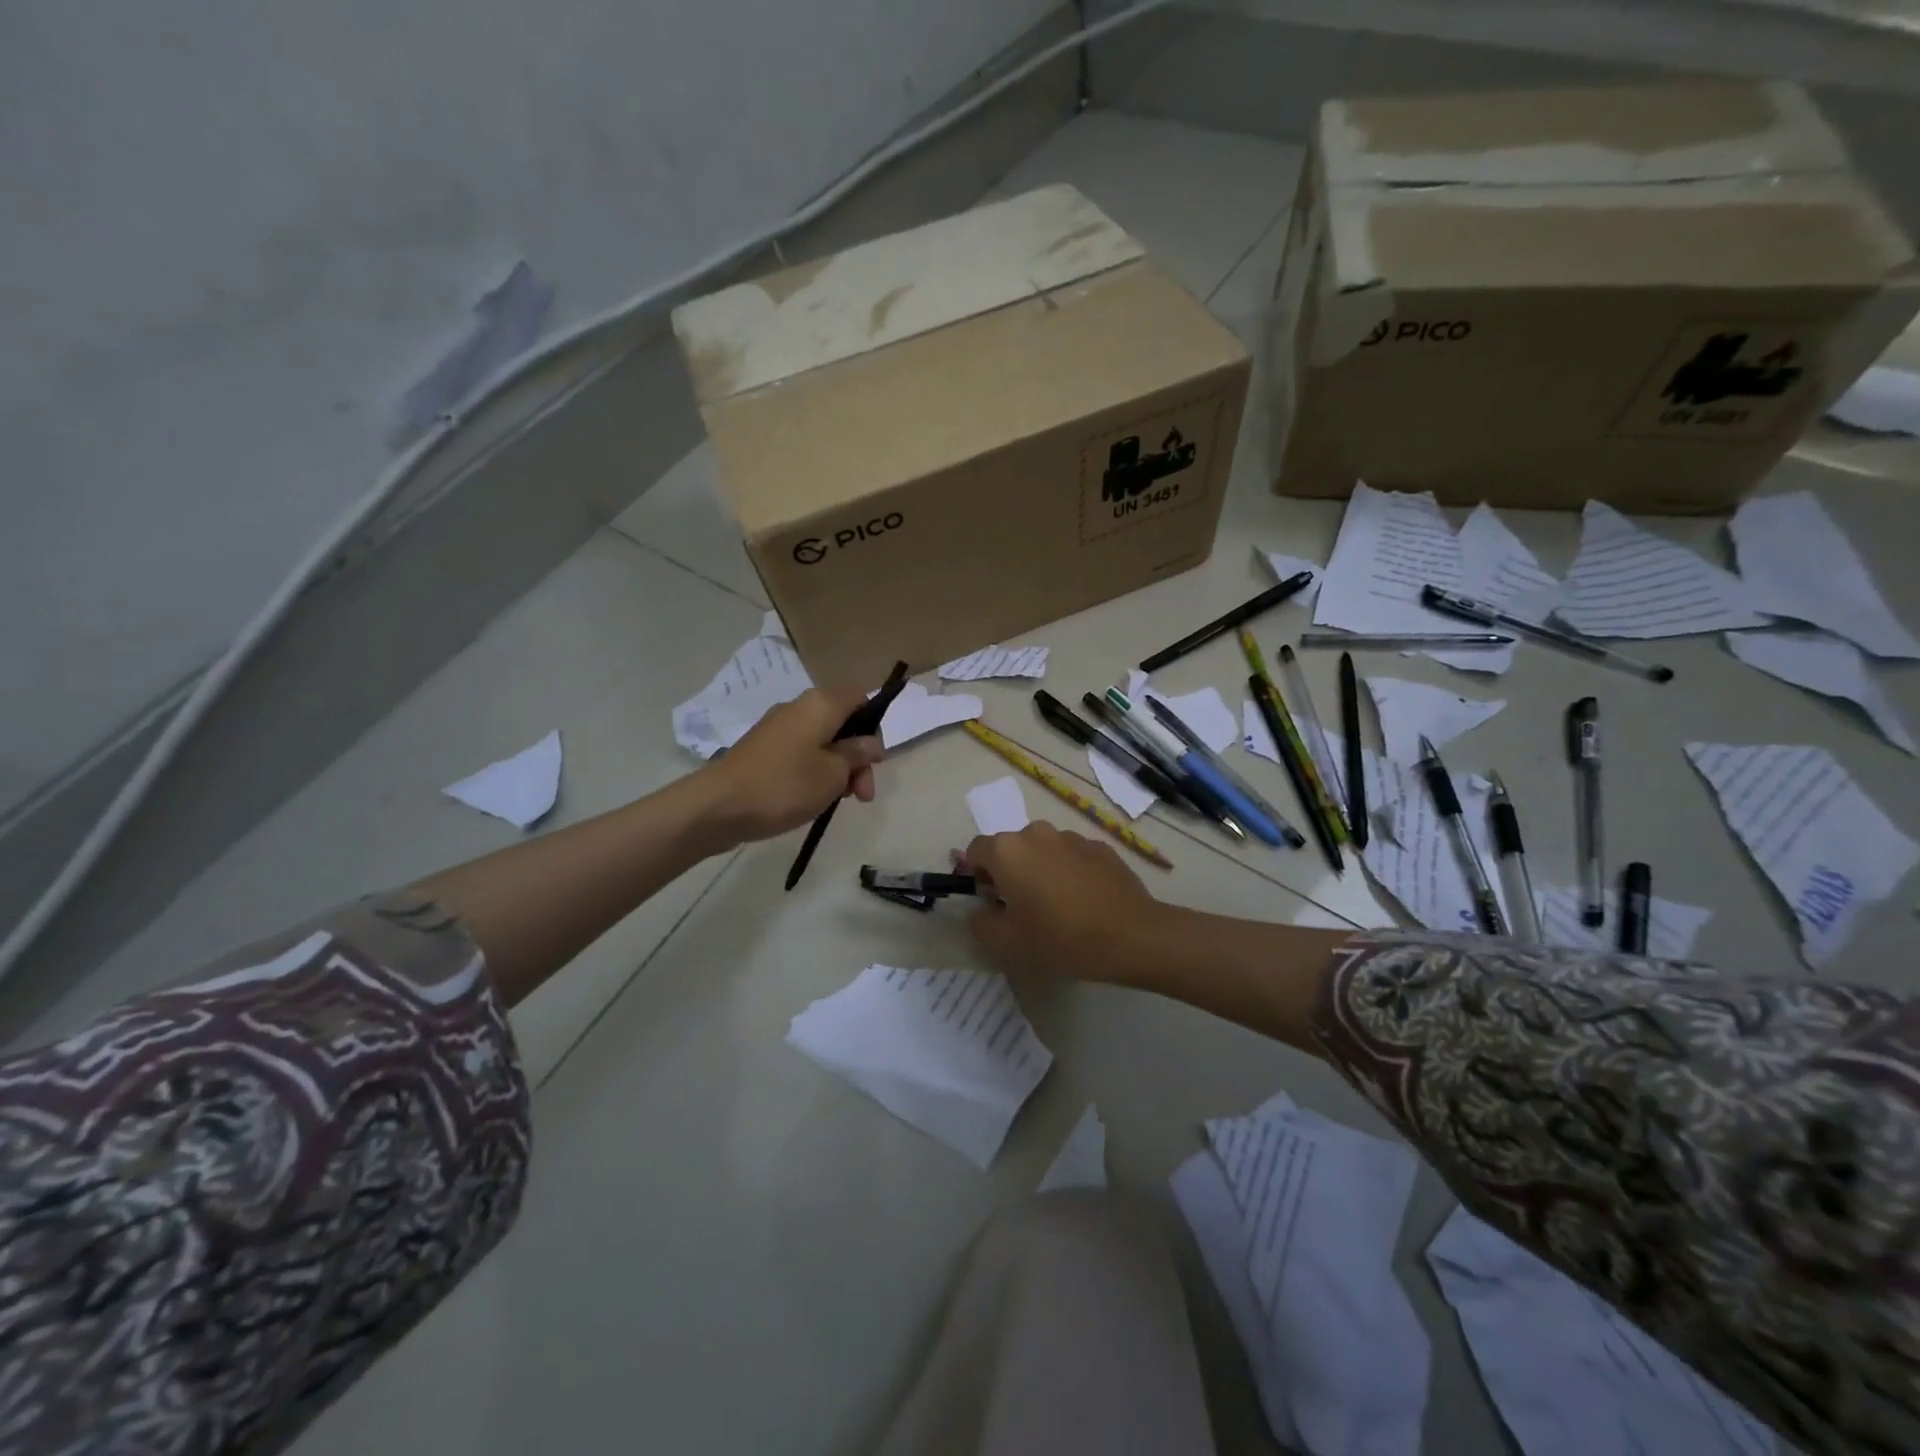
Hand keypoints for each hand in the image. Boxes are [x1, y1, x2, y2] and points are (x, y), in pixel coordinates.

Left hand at [703, 689, 884, 844]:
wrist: (719, 806)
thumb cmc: (785, 785)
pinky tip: (813, 798)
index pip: (858, 697)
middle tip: (862, 794)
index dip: (873, 725)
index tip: (875, 760)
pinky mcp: (762, 749)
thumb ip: (857, 754)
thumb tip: (870, 742)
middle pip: (842, 723)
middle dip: (858, 757)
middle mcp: (798, 708)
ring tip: (838, 801)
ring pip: (821, 741)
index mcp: (820, 704)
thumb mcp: (833, 773)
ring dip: (837, 768)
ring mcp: (776, 728)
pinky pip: (800, 753)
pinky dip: (813, 771)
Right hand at [960, 823, 1169, 983]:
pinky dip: (1068, 872)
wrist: (1132, 935)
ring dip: (1039, 870)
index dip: (975, 875)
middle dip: (1007, 873)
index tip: (988, 902)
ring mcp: (1071, 837)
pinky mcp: (1100, 847)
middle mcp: (1036, 833)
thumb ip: (980, 922)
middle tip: (1019, 909)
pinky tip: (1083, 902)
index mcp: (1008, 851)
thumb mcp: (1007, 943)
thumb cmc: (1061, 938)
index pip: (975, 850)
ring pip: (1042, 850)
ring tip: (1055, 906)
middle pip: (1009, 848)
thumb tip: (981, 909)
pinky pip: (1071, 856)